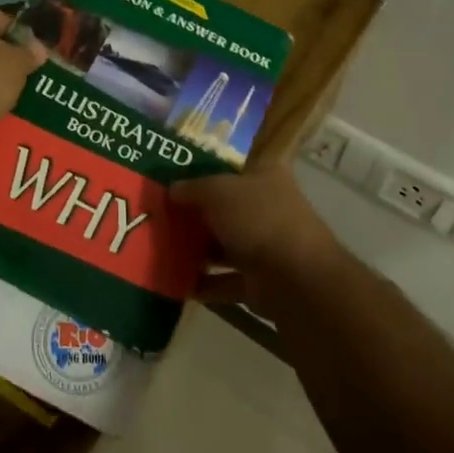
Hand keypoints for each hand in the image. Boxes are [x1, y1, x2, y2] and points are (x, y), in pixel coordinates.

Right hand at [172, 165, 341, 305]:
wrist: (295, 278)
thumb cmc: (258, 219)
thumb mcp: (217, 191)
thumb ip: (192, 188)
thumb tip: (172, 189)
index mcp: (265, 176)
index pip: (229, 168)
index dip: (201, 172)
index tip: (170, 180)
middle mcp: (268, 208)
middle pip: (224, 208)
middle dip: (194, 215)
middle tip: (158, 217)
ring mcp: (266, 247)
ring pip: (223, 246)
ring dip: (196, 251)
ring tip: (160, 250)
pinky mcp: (260, 283)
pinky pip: (224, 281)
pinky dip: (202, 283)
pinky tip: (174, 282)